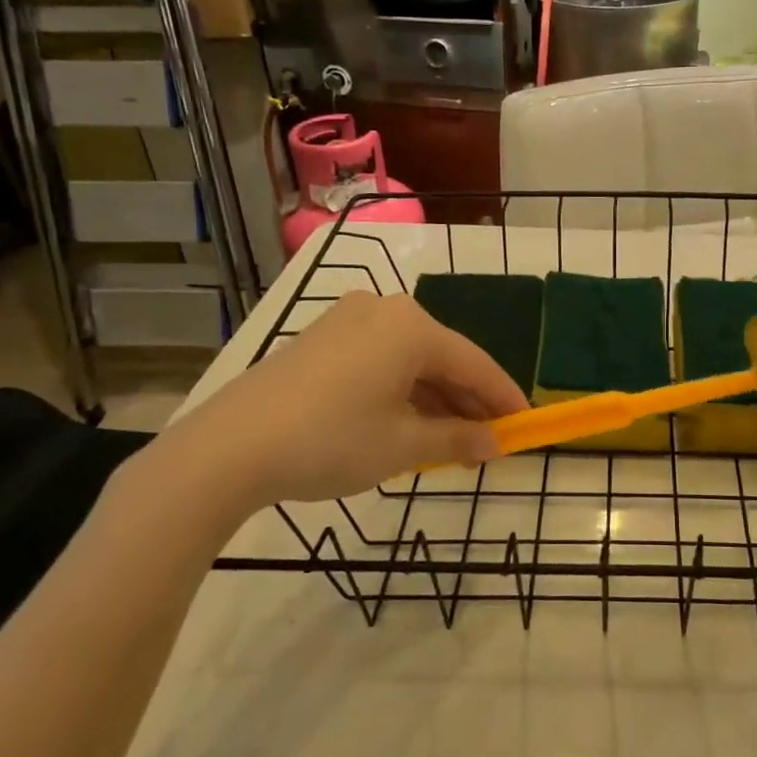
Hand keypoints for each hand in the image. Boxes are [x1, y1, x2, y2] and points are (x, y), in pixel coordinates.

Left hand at [143, 292, 528, 518]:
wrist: (230, 447)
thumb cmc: (331, 440)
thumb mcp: (403, 446)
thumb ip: (457, 439)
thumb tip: (496, 443)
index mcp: (412, 327)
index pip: (475, 363)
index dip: (504, 397)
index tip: (526, 424)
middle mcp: (384, 310)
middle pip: (442, 358)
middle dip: (468, 401)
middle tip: (489, 439)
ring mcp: (348, 320)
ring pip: (409, 360)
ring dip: (434, 398)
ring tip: (451, 440)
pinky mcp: (321, 338)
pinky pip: (379, 361)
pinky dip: (400, 391)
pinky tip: (407, 422)